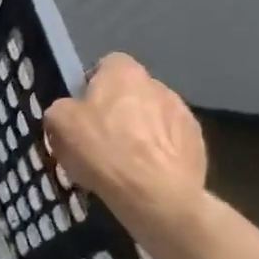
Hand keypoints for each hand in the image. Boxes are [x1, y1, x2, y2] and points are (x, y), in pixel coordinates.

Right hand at [43, 53, 207, 232]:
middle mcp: (158, 85)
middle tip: (101, 138)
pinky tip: (146, 174)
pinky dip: (159, 153)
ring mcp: (183, 114)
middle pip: (132, 92)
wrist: (156, 194)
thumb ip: (61, 108)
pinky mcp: (198, 143)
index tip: (83, 110)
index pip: (108, 64)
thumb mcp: (59, 124)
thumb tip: (69, 111)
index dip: (93, 84)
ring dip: (141, 131)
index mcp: (124, 73)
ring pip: (154, 117)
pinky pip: (171, 142)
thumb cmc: (103, 150)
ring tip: (125, 161)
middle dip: (119, 109)